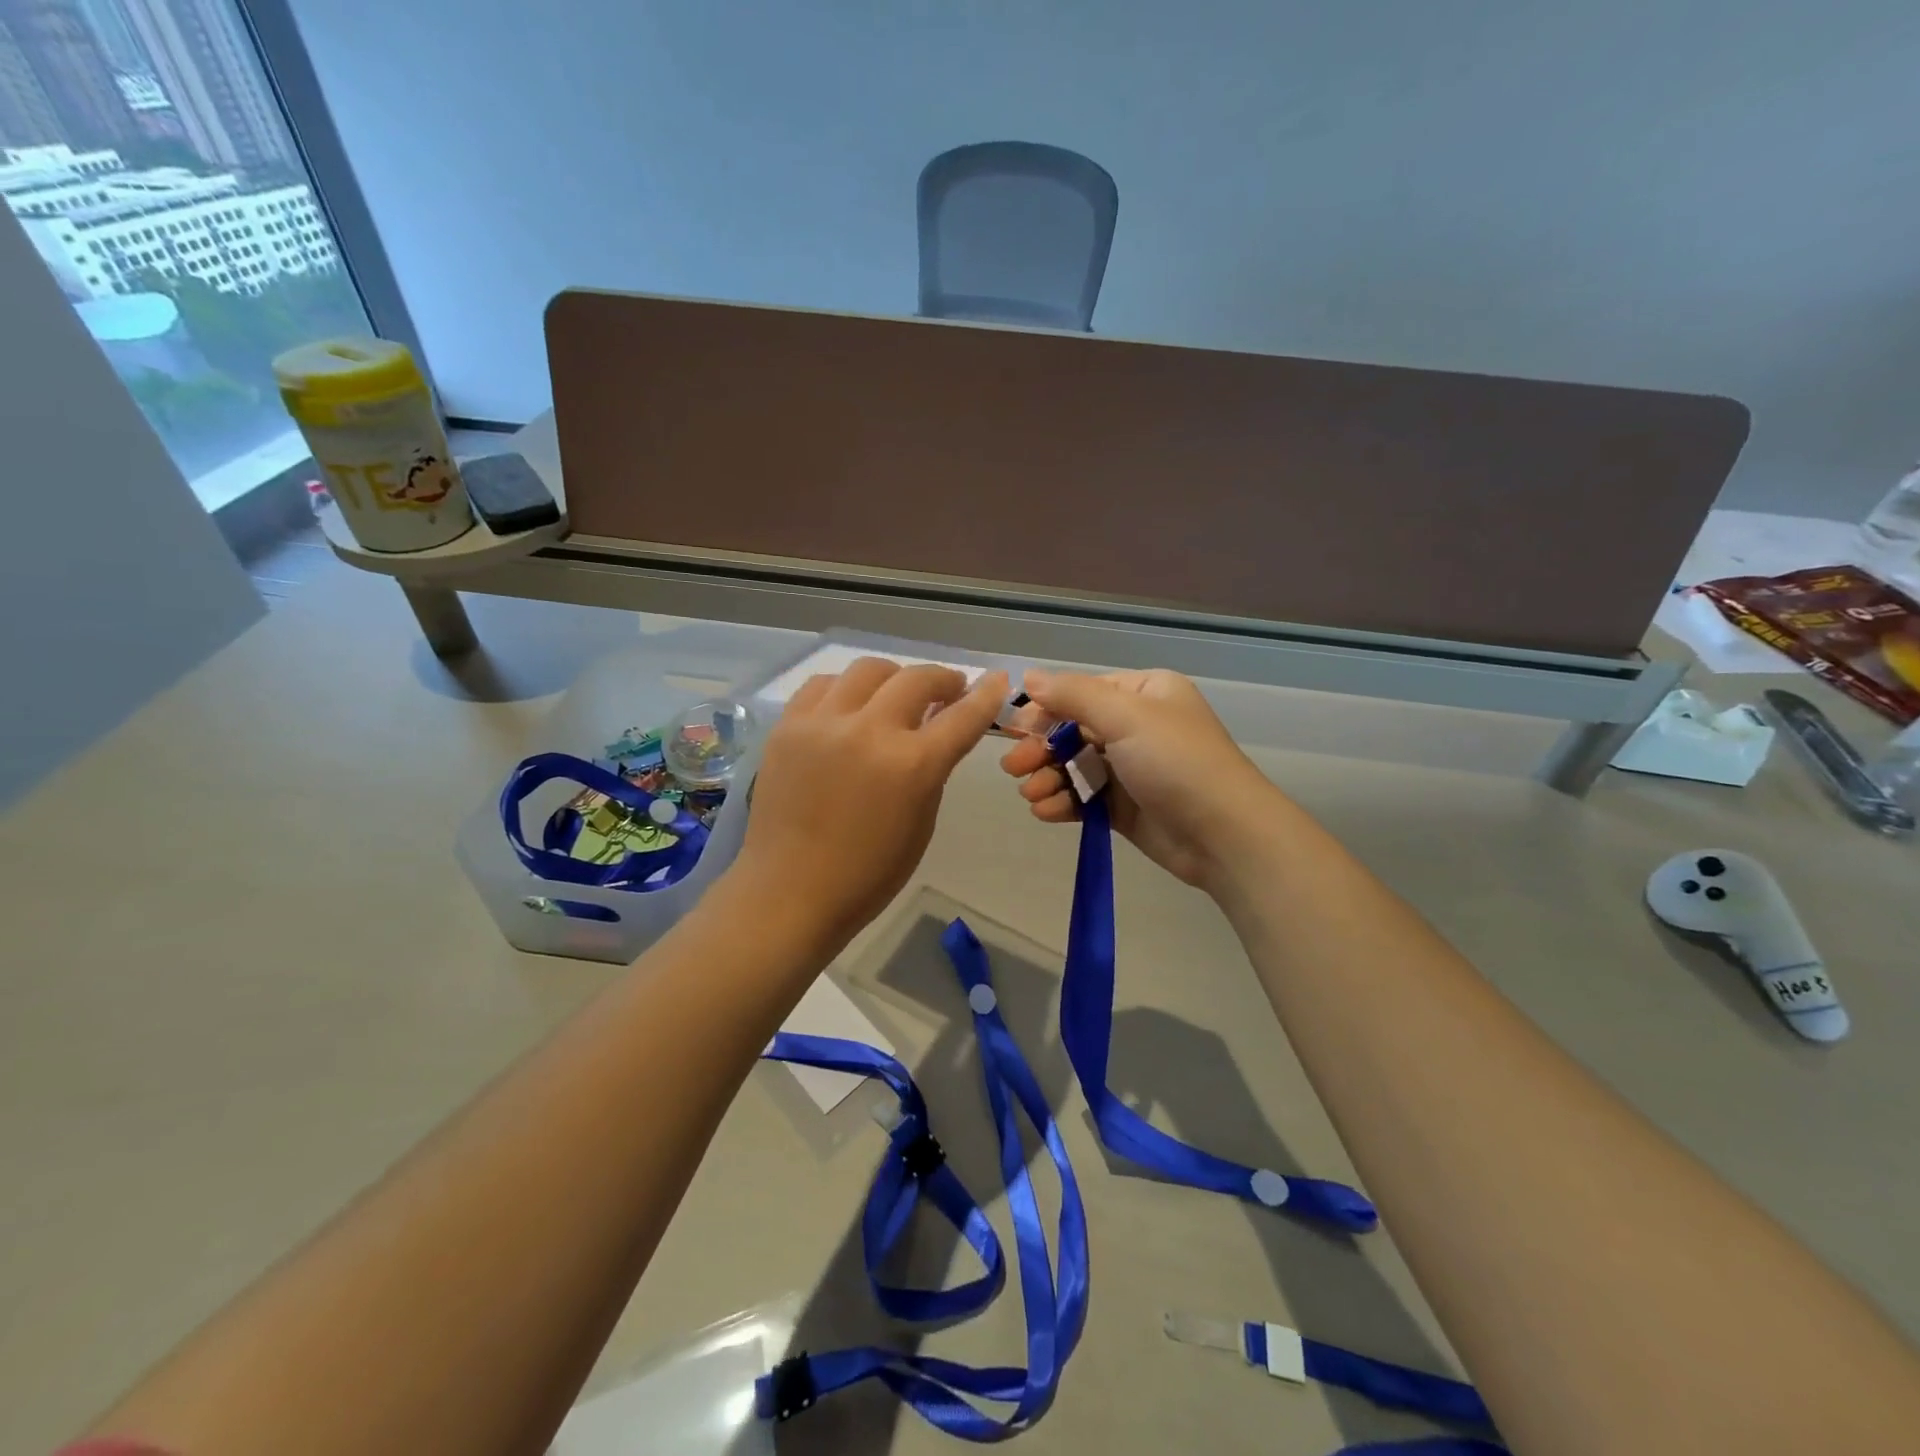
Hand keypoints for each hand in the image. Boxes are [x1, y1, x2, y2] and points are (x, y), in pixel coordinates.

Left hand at [729, 659, 1007, 955]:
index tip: (996, 680)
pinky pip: (824, 685)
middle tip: (948, 691)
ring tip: (896, 696)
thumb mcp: (921, 823)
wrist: (790, 891)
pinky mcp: (788, 725)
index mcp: (911, 766)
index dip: (986, 695)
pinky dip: (846, 689)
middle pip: (917, 679)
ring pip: (868, 670)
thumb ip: (932, 769)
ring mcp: (822, 723)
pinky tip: (850, 706)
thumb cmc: (867, 873)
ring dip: (894, 679)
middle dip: (942, 680)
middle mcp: (869, 732)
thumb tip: (935, 730)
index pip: (962, 716)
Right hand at [999, 668, 1285, 889]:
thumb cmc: (1176, 762)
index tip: (1014, 730)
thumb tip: (1028, 677)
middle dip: (1041, 749)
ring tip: (1031, 795)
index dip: (1045, 710)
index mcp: (1143, 693)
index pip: (1081, 693)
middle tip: (1014, 768)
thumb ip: (1073, 695)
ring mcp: (1129, 768)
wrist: (1223, 835)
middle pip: (1072, 731)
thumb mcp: (1126, 717)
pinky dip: (1063, 802)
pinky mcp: (1124, 806)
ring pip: (1073, 766)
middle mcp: (1136, 725)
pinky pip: (1084, 797)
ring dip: (1048, 778)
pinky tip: (1045, 812)